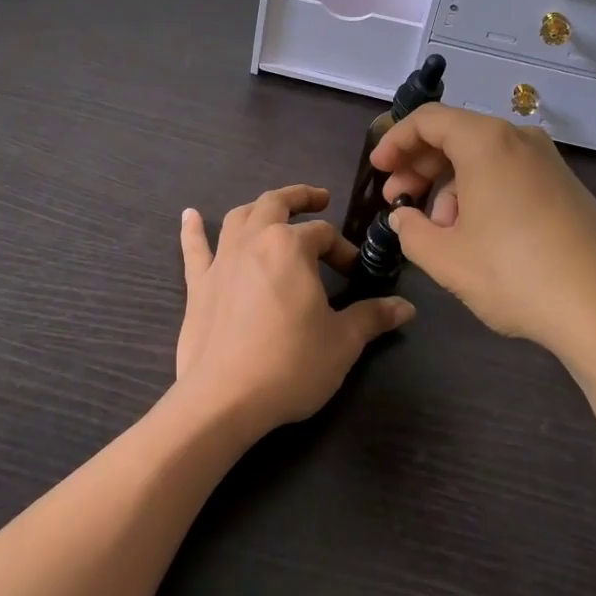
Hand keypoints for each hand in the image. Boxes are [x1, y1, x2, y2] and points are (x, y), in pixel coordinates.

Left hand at [174, 185, 413, 437]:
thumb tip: (406, 308)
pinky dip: (192, 229)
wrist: (225, 398)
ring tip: (272, 210)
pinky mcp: (198, 285)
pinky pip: (194, 249)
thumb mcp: (343, 341)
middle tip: (319, 199)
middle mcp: (253, 240)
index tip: (355, 272)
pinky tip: (189, 215)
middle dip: (300, 198)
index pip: (324, 235)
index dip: (343, 249)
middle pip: (276, 204)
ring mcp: (221, 260)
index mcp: (290, 246)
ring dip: (258, 208)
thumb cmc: (291, 363)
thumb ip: (372, 317)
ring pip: (238, 218)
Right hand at [372, 105, 595, 383]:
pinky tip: (476, 237)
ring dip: (450, 186)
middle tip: (398, 199)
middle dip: (420, 165)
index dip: (395, 141)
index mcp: (486, 142)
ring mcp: (549, 163)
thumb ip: (411, 230)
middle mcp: (520, 140)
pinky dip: (482, 194)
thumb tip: (405, 216)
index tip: (378, 170)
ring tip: (438, 231)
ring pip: (483, 159)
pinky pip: (510, 176)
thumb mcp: (446, 258)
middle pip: (456, 136)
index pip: (427, 120)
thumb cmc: (516, 275)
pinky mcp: (567, 189)